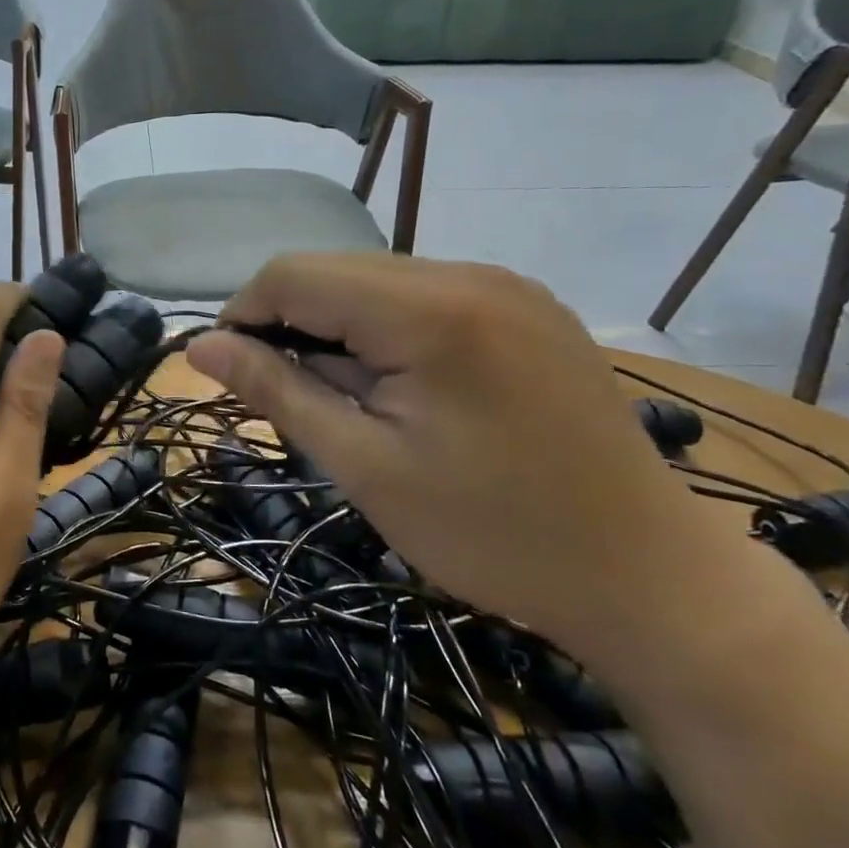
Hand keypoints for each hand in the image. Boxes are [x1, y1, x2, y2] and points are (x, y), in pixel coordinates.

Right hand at [185, 255, 750, 661]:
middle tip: (290, 399)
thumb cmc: (491, 534)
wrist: (649, 576)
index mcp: (428, 310)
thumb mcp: (364, 467)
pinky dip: (387, 330)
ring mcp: (507, 285)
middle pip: (336, 271)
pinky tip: (402, 387)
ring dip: (338, 328)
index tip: (231, 375)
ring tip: (350, 402)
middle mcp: (469, 272)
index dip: (244, 315)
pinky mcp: (528, 306)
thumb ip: (277, 391)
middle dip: (291, 324)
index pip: (294, 274)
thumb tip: (199, 347)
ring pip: (378, 281)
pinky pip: (425, 296)